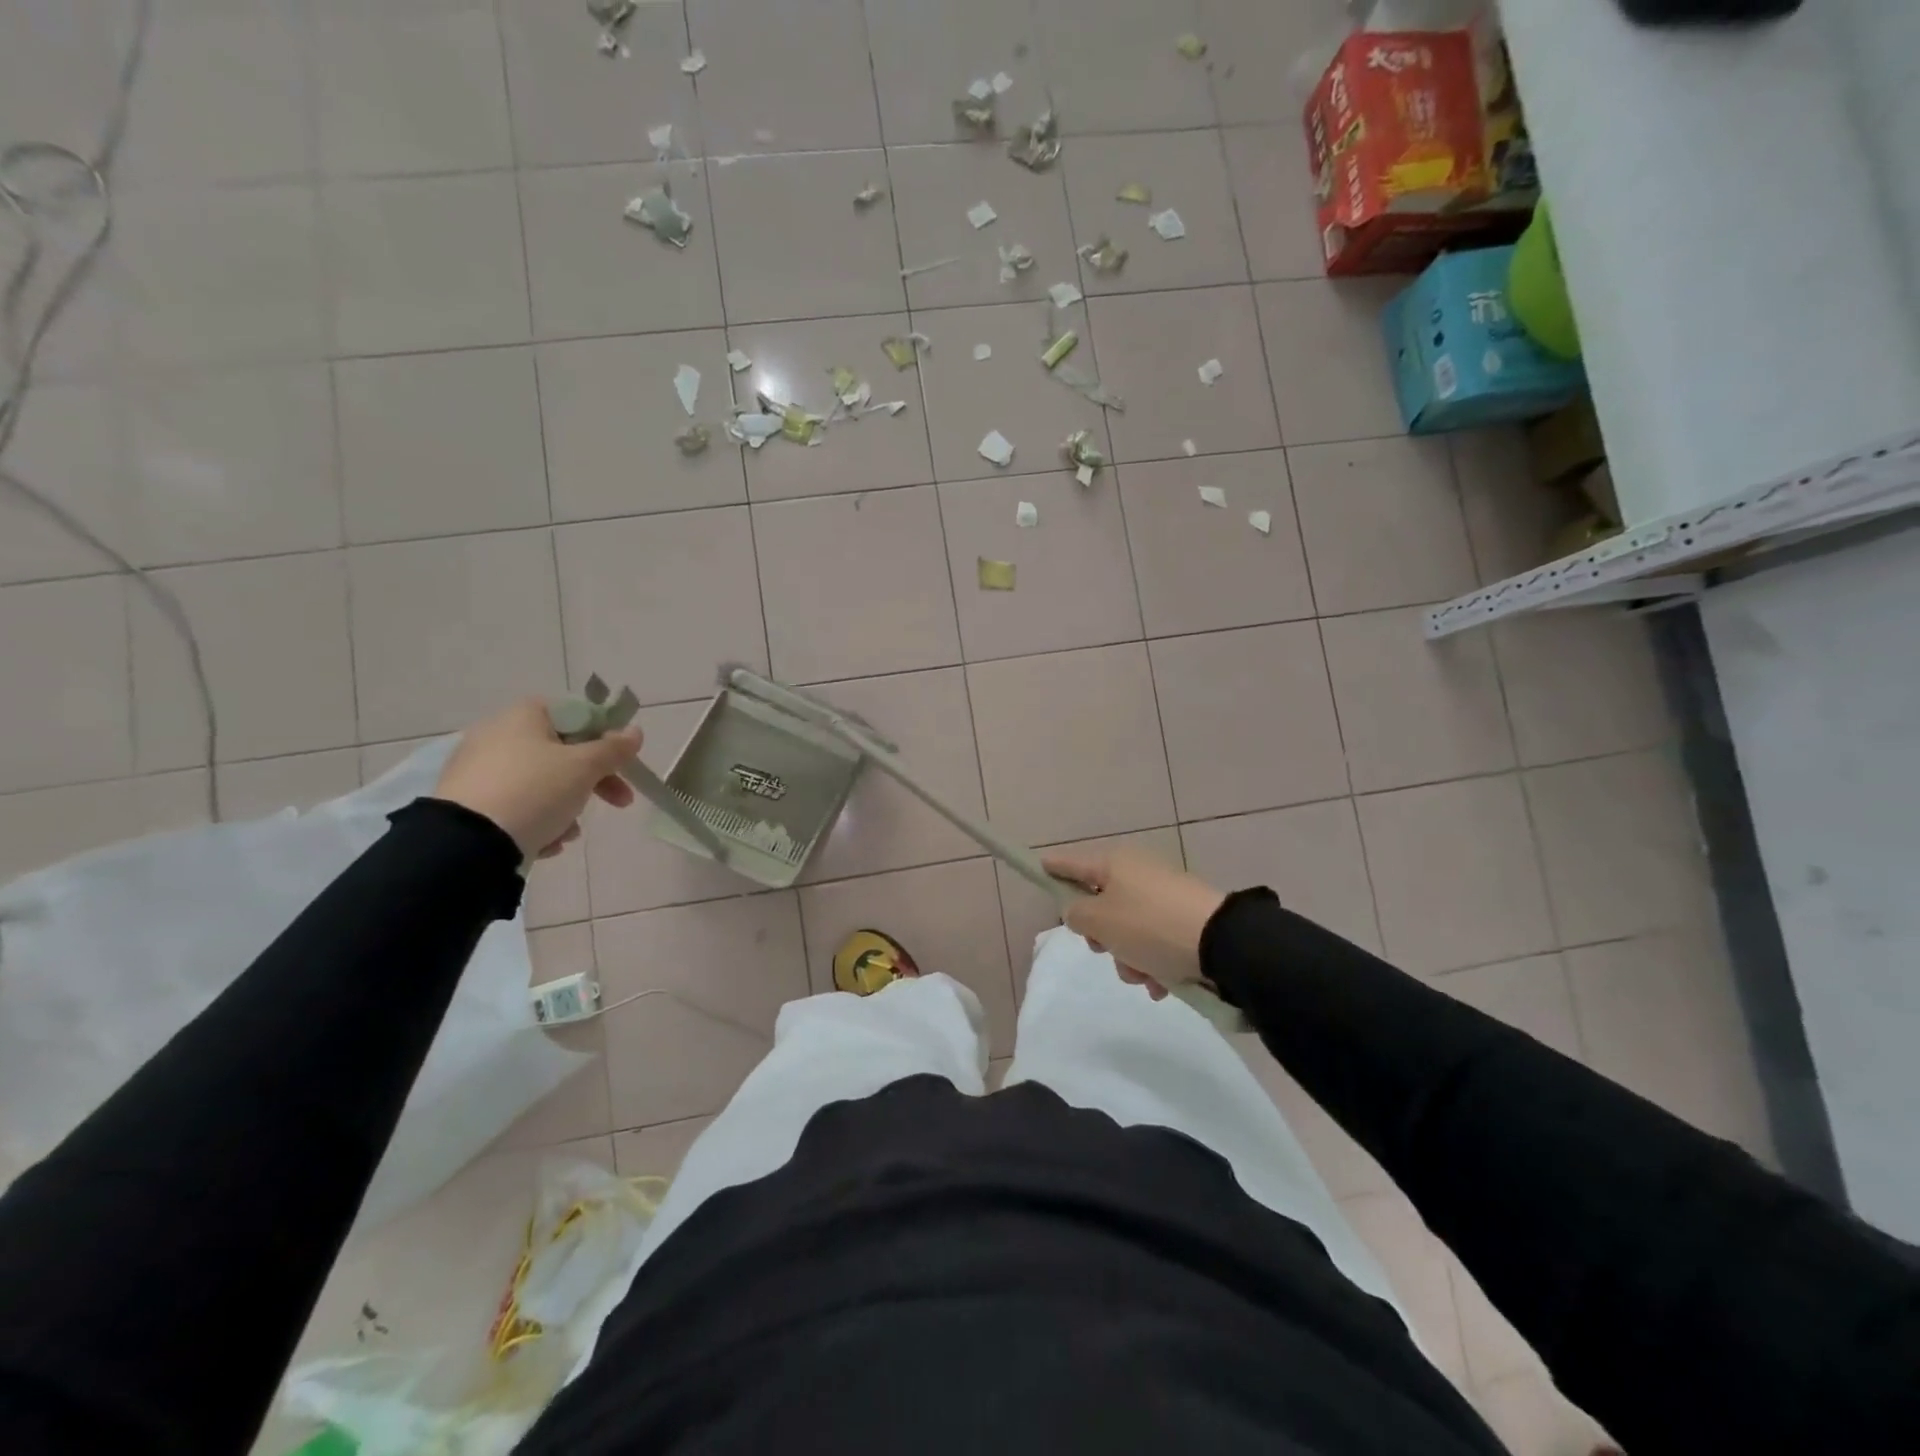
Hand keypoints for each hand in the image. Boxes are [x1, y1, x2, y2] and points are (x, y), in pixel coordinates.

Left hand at [435, 698, 642, 858]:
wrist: (467, 843)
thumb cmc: (535, 791)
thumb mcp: (585, 767)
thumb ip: (614, 749)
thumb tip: (634, 731)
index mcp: (524, 716)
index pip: (577, 714)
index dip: (605, 737)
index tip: (622, 764)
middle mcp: (497, 734)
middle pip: (562, 752)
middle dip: (595, 780)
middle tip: (619, 802)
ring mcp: (479, 768)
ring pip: (542, 782)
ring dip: (567, 805)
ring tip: (570, 832)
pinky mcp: (469, 801)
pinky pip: (517, 804)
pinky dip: (537, 820)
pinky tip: (545, 842)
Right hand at [1041, 846, 1226, 998]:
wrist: (1223, 943)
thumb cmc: (1150, 926)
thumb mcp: (1100, 922)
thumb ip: (1077, 915)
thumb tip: (1080, 912)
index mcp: (1115, 864)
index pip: (1072, 863)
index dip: (1053, 868)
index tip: (1038, 867)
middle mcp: (1139, 873)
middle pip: (1102, 904)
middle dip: (1101, 936)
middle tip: (1104, 950)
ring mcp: (1165, 896)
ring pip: (1129, 930)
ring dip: (1129, 958)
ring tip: (1144, 976)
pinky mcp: (1188, 920)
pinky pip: (1156, 942)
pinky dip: (1154, 963)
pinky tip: (1163, 984)